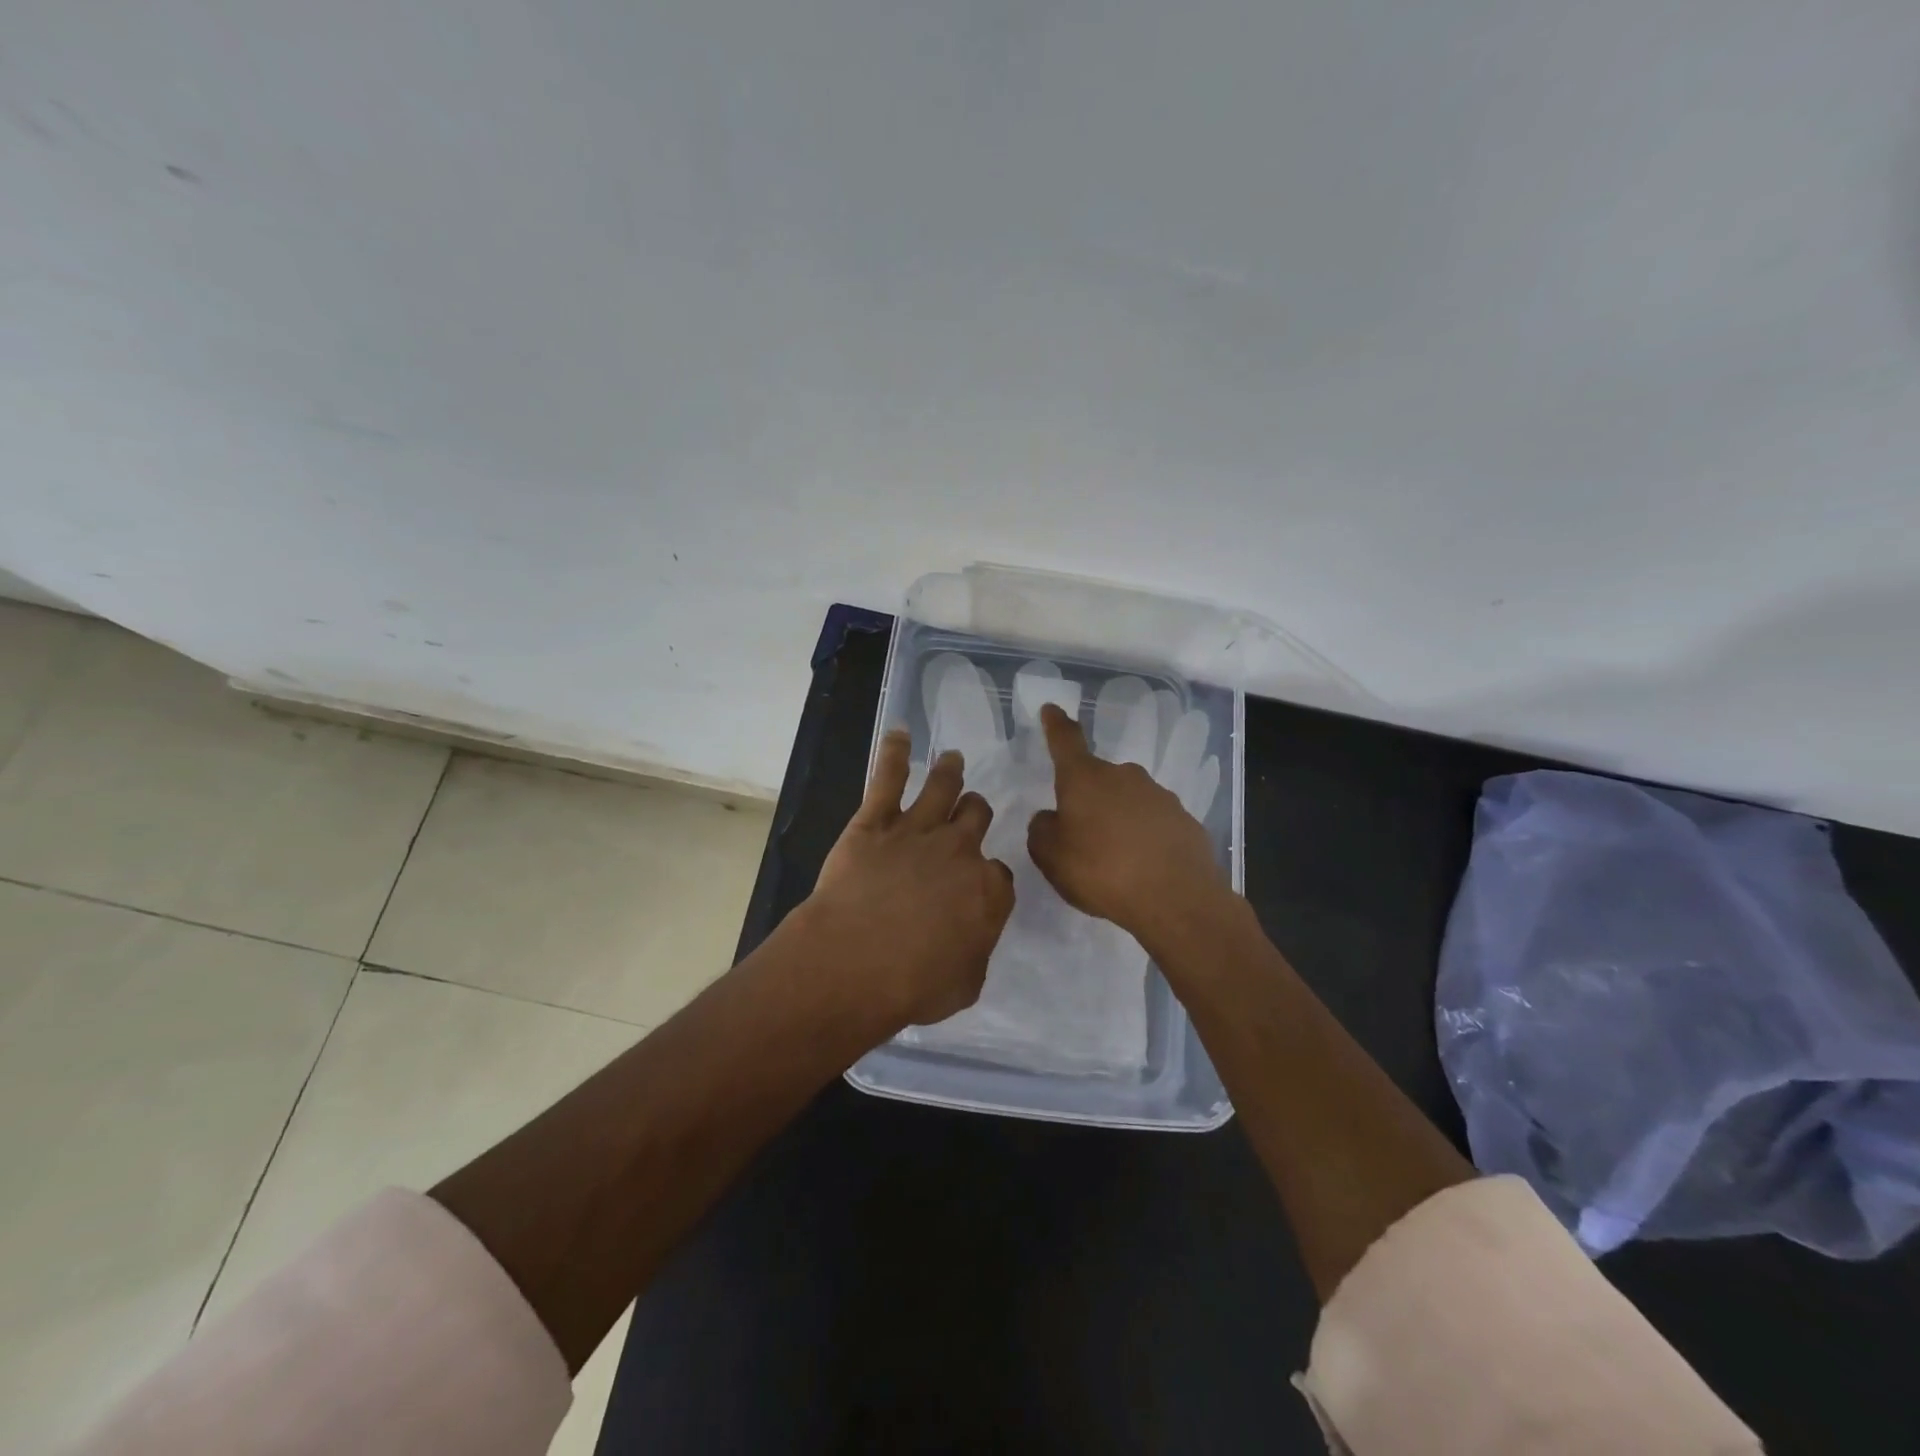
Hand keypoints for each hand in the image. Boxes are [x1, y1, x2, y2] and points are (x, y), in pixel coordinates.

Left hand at [804, 729, 1015, 1029]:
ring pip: (943, 787)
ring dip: (950, 771)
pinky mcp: (875, 821)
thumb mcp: (965, 985)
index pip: (999, 873)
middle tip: (972, 808)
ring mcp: (917, 829)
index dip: (989, 877)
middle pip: (977, 816)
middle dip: (976, 811)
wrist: (855, 961)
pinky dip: (894, 753)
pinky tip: (899, 734)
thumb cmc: (913, 985)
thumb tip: (970, 940)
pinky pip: (888, 778)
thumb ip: (974, 952)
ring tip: (952, 758)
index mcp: (986, 890)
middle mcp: (959, 850)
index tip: (980, 884)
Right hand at [1027, 703, 1230, 946]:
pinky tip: (1143, 866)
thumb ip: (1042, 830)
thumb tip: (1051, 817)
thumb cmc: (1101, 870)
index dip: (1056, 725)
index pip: (1066, 740)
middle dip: (1087, 797)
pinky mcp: (1184, 820)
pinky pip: (1153, 822)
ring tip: (1113, 857)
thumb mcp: (1051, 857)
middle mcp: (1123, 776)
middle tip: (1080, 832)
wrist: (1176, 898)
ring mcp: (1158, 795)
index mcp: (1085, 778)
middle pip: (1098, 778)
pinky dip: (1144, 836)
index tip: (1052, 709)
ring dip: (1117, 818)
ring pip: (1127, 800)